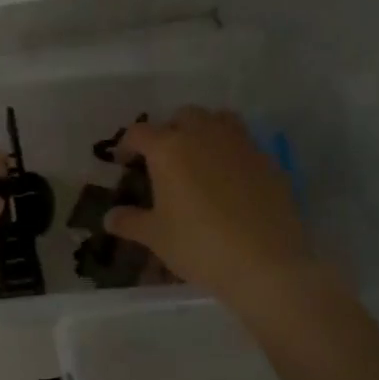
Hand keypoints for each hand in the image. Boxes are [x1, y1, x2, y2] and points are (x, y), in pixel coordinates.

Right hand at [105, 109, 313, 312]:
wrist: (265, 263)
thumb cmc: (198, 245)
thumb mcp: (156, 237)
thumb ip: (130, 222)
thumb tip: (110, 217)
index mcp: (169, 149)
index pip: (140, 133)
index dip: (127, 144)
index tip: (123, 161)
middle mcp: (205, 135)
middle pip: (183, 116)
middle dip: (170, 131)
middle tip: (164, 158)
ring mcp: (241, 145)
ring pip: (219, 120)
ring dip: (205, 130)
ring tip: (199, 157)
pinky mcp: (269, 161)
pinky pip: (245, 144)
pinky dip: (232, 152)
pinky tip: (230, 181)